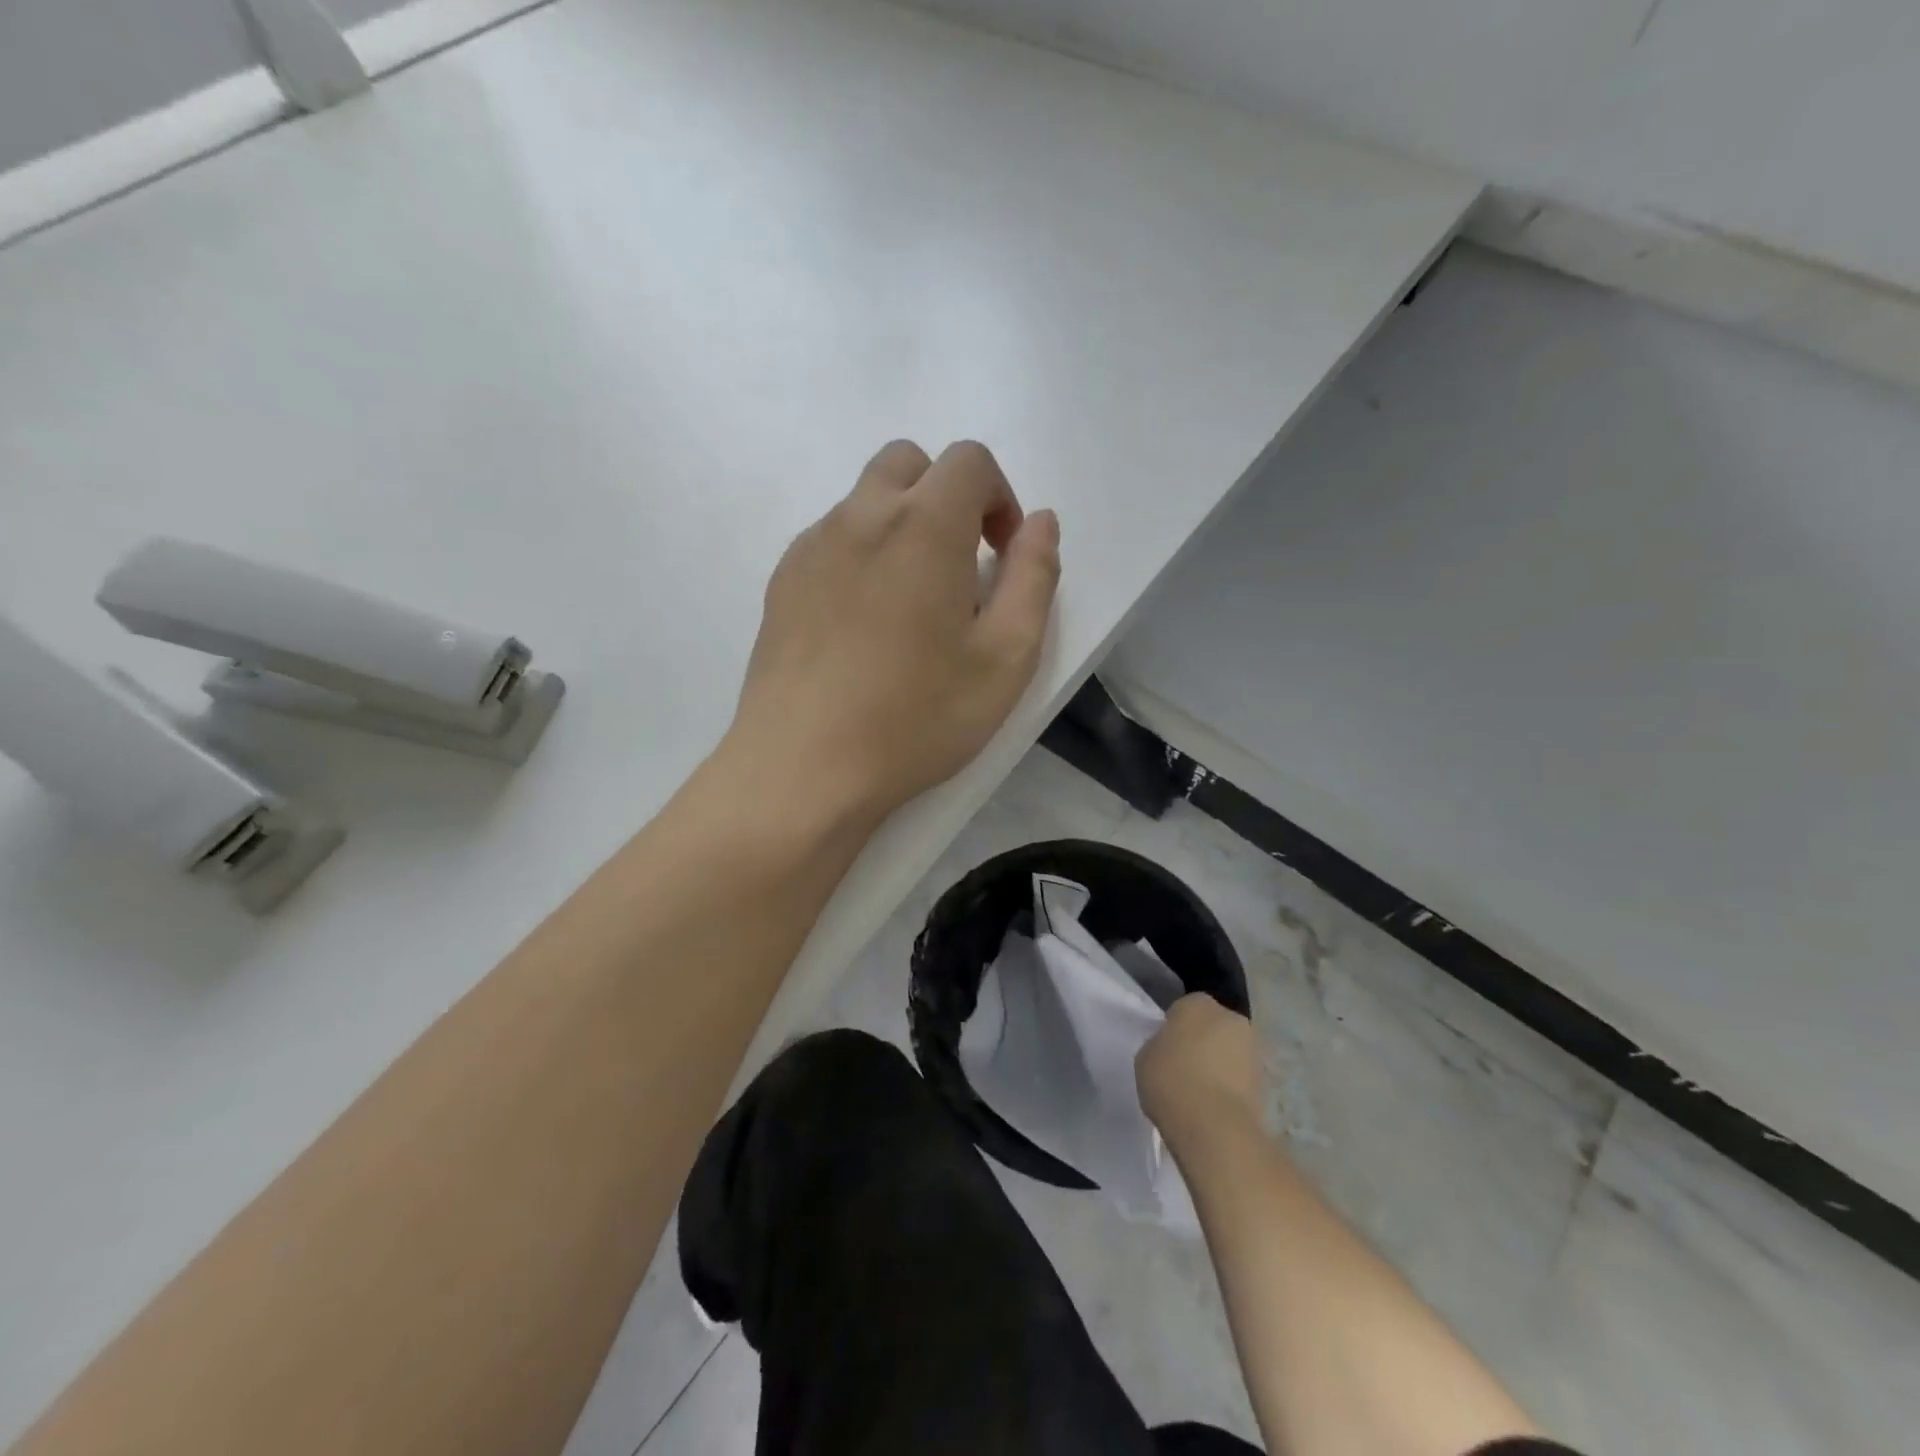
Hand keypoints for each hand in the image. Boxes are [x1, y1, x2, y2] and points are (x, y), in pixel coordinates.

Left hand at [725, 440, 1060, 824]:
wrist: (803, 767)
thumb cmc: (916, 718)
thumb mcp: (1006, 659)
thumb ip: (1035, 577)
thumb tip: (1040, 522)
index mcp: (923, 525)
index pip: (968, 461)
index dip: (999, 498)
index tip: (1002, 555)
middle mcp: (860, 517)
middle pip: (909, 464)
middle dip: (947, 498)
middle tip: (960, 569)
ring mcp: (811, 548)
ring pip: (865, 502)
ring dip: (902, 526)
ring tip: (912, 606)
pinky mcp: (781, 582)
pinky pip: (830, 540)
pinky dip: (860, 555)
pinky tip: (864, 626)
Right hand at [1137, 993, 1263, 1146]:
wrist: (1216, 1128)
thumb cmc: (1172, 1081)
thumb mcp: (1145, 1057)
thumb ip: (1159, 1045)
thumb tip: (1170, 1049)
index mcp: (1198, 1003)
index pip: (1184, 1008)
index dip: (1174, 1028)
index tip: (1165, 1049)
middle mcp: (1231, 1018)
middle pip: (1212, 1027)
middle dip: (1201, 1042)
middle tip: (1182, 1068)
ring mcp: (1253, 1050)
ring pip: (1229, 1052)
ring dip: (1219, 1066)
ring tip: (1198, 1093)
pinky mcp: (1266, 1083)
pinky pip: (1239, 1078)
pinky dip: (1229, 1088)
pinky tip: (1213, 1108)